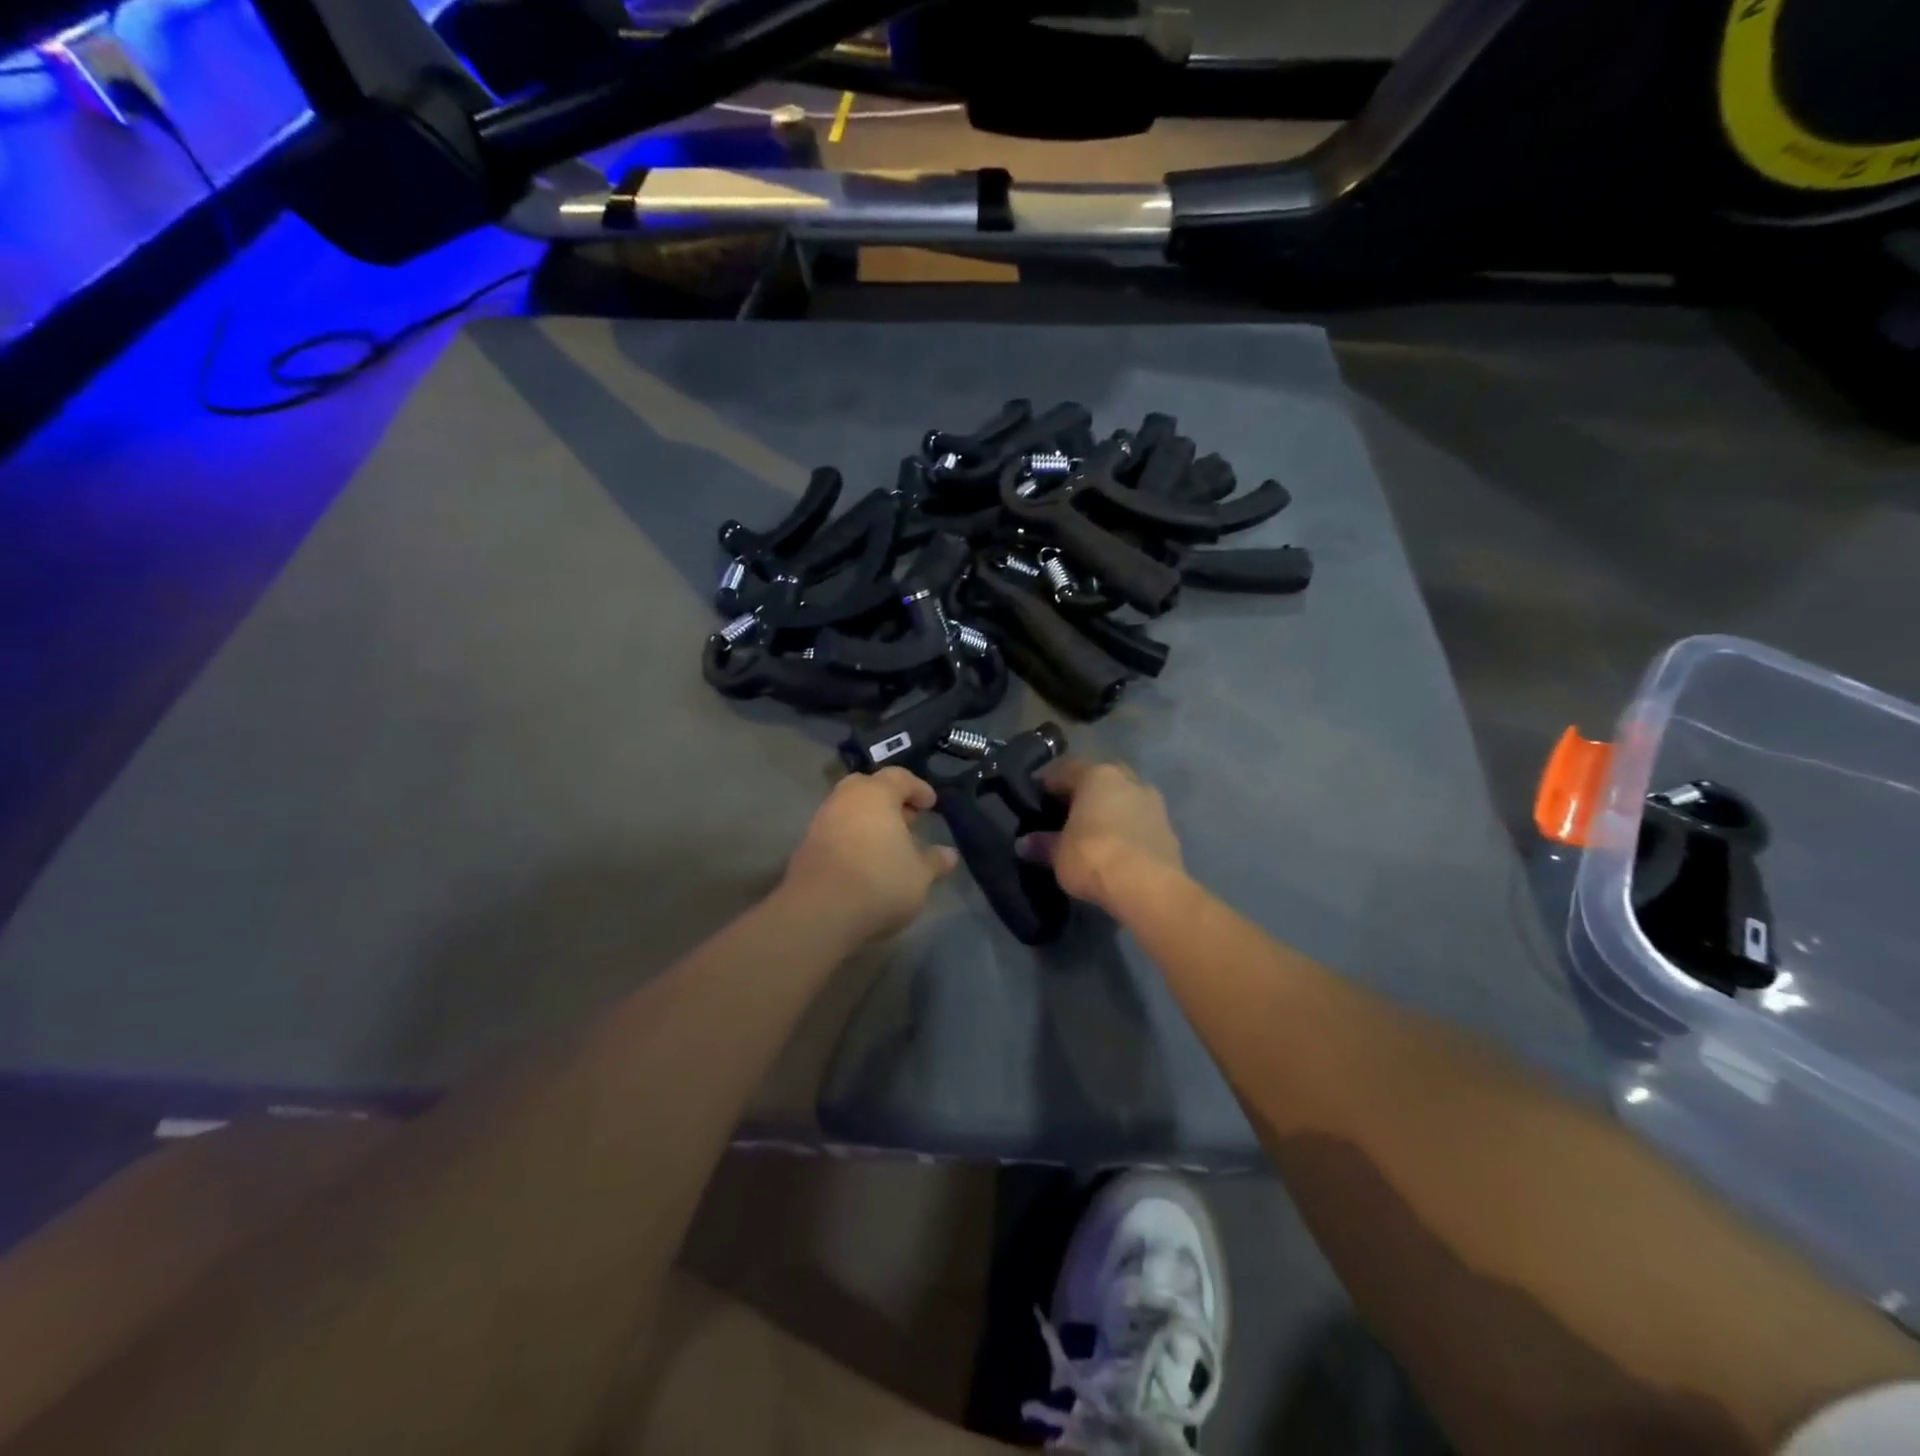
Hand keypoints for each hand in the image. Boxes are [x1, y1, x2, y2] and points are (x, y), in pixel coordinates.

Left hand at [780, 768, 959, 944]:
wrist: (819, 913)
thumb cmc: (879, 881)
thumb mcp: (919, 875)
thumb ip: (934, 861)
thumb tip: (949, 854)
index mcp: (875, 794)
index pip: (900, 777)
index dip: (918, 788)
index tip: (931, 805)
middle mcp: (844, 799)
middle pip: (868, 787)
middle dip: (889, 800)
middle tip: (907, 820)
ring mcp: (820, 822)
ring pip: (848, 809)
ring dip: (868, 820)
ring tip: (887, 845)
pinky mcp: (806, 847)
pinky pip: (835, 832)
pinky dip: (851, 839)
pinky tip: (864, 862)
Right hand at [1017, 759, 1185, 912]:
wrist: (1147, 887)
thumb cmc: (1092, 856)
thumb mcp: (1058, 853)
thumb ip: (1042, 844)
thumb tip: (1023, 843)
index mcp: (1097, 776)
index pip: (1065, 769)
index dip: (1046, 781)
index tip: (1034, 794)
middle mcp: (1128, 780)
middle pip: (1099, 779)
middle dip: (1083, 792)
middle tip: (1065, 810)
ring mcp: (1153, 803)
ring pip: (1124, 799)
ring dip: (1109, 810)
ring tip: (1092, 830)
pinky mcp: (1169, 829)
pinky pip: (1139, 822)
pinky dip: (1126, 829)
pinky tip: (1116, 848)